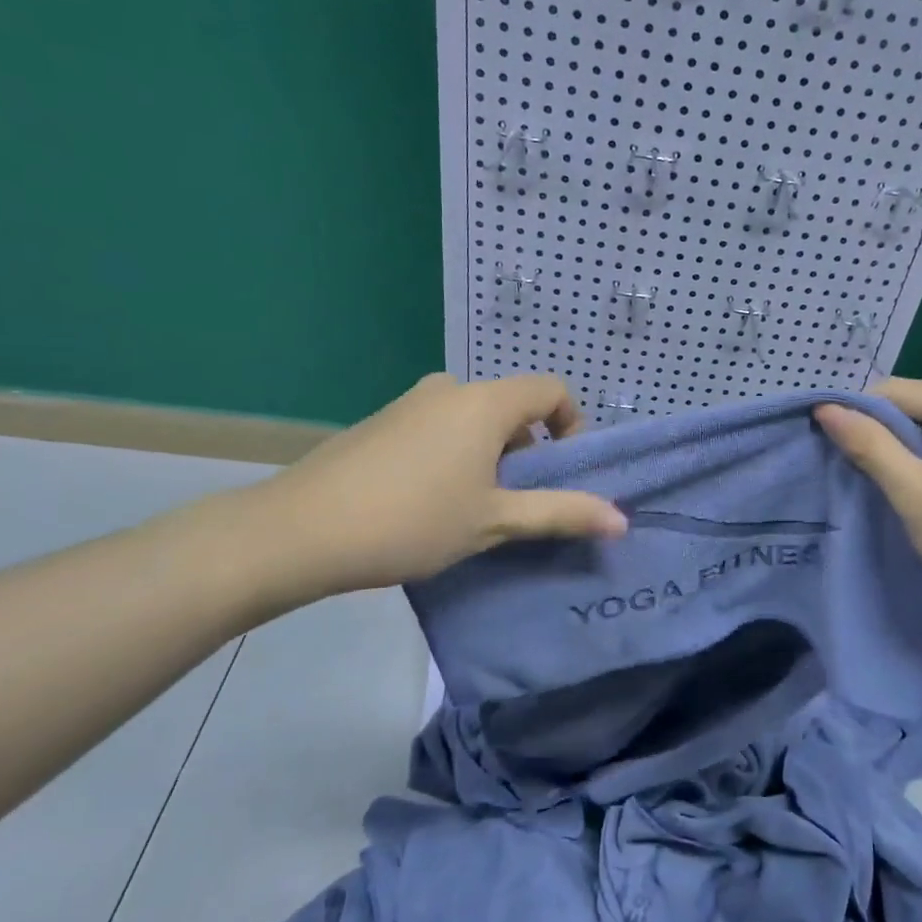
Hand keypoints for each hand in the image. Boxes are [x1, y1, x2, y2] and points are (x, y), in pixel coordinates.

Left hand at [230, 373, 626, 607]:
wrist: (299, 531)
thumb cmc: (413, 521)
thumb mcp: (495, 521)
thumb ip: (561, 513)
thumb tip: (622, 521)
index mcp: (484, 403)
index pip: (551, 390)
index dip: (573, 425)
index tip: (564, 472)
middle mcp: (449, 390)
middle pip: (512, 407)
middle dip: (529, 451)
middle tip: (520, 503)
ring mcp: (409, 404)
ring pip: (474, 421)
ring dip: (491, 457)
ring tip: (476, 509)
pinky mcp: (380, 424)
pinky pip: (439, 429)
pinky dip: (455, 456)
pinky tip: (431, 503)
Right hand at [814, 379, 921, 630]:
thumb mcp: (913, 491)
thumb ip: (869, 445)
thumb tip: (825, 407)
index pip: (893, 391)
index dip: (856, 415)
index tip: (829, 450)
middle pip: (913, 405)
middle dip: (879, 434)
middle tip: (851, 472)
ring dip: (900, 452)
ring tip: (878, 485)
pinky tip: (914, 492)